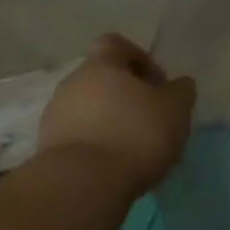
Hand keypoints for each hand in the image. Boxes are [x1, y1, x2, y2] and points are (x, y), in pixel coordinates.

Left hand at [39, 35, 196, 194]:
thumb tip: (178, 85)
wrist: (82, 185)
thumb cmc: (135, 135)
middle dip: (127, 95)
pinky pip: (79, 137)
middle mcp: (72, 83)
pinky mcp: (48, 148)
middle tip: (151, 119)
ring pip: (89, 109)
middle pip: (102, 79)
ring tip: (135, 149)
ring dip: (111, 122)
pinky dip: (97, 145)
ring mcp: (55, 116)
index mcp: (101, 65)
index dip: (139, 58)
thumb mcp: (175, 109)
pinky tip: (115, 166)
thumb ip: (181, 91)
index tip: (158, 84)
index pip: (116, 44)